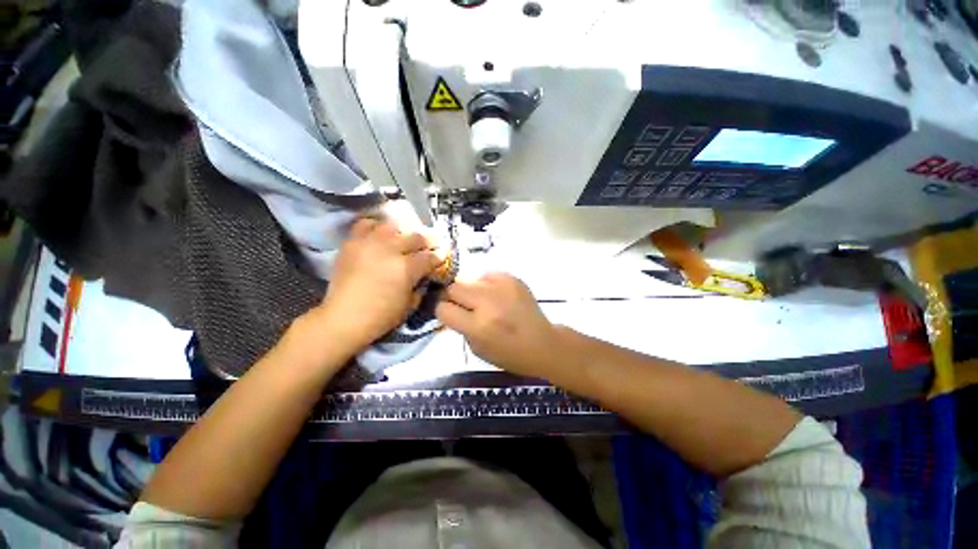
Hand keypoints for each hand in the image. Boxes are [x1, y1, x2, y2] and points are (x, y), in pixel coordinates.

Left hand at [307, 218, 440, 352]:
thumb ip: (421, 285)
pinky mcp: (352, 243)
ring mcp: (369, 243)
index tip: (442, 256)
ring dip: (403, 233)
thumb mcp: (411, 305)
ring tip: (404, 240)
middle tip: (430, 246)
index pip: (429, 256)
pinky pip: (366, 225)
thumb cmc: (381, 317)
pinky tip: (381, 235)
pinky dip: (376, 227)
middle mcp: (390, 250)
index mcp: (406, 268)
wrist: (343, 318)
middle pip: (415, 237)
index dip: (439, 256)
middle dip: (427, 242)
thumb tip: (425, 274)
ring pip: (393, 227)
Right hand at [436, 273, 558, 378]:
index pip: (443, 309)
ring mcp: (502, 288)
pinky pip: (487, 274)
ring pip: (469, 278)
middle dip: (453, 297)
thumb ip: (461, 327)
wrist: (542, 344)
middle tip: (463, 305)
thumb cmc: (509, 354)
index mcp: (478, 326)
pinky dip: (486, 284)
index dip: (443, 311)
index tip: (449, 314)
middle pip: (453, 288)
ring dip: (470, 290)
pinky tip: (496, 295)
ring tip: (481, 300)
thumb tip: (450, 308)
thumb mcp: (477, 349)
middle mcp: (488, 303)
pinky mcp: (513, 279)